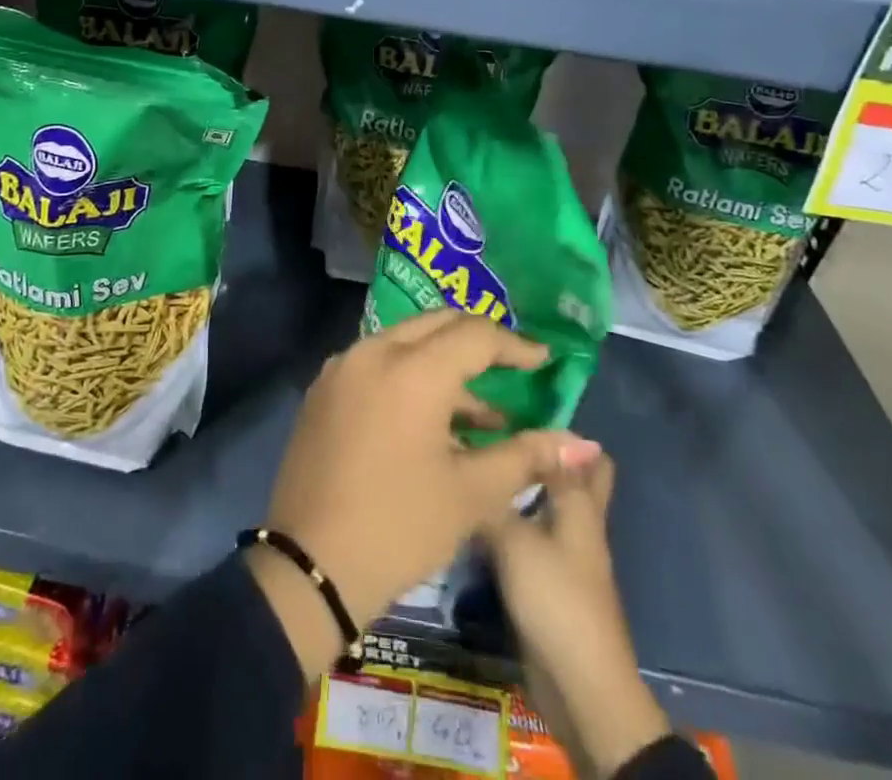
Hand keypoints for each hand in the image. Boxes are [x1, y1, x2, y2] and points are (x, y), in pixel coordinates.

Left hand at [249, 309, 602, 675]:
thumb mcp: (471, 494)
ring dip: (444, 364)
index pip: (474, 334)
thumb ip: (526, 456)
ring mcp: (342, 368)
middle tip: (512, 367)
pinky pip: (377, 364)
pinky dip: (410, 377)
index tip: (543, 361)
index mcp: (411, 369)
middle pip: (436, 325)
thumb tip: (582, 443)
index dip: (514, 345)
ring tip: (483, 415)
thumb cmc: (399, 527)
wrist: (310, 566)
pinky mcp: (324, 389)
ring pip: (404, 343)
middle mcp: (372, 351)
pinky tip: (433, 422)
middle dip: (477, 341)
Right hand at [486, 456, 671, 776]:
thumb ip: (492, 495)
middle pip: (572, 479)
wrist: (579, 688)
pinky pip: (527, 535)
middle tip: (497, 431)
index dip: (557, 427)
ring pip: (544, 505)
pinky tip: (474, 511)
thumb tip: (467, 452)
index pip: (583, 453)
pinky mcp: (547, 581)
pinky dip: (508, 520)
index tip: (515, 403)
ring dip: (517, 486)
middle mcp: (577, 523)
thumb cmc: (555, 599)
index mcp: (581, 506)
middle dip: (542, 453)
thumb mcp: (516, 538)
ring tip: (474, 462)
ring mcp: (564, 554)